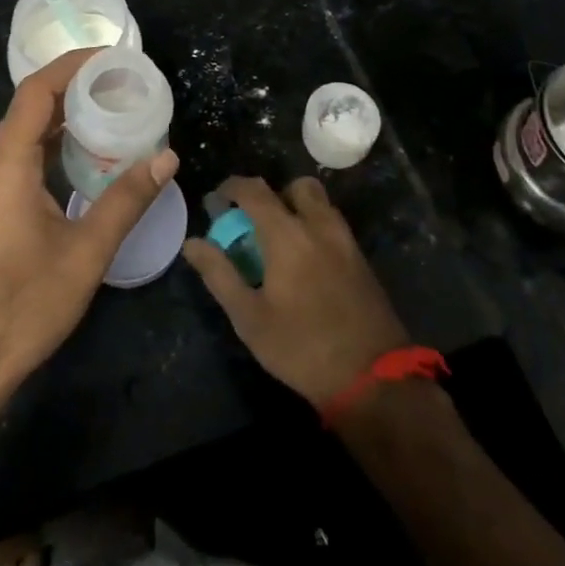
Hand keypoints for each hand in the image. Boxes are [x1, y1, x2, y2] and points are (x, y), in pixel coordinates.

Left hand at [0, 49, 179, 409]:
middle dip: (73, 88)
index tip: (112, 57)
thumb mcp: (86, 253)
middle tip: (121, 85)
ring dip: (61, 117)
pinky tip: (79, 155)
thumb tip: (167, 158)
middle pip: (27, 107)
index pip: (36, 92)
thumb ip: (126, 199)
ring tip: (108, 111)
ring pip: (20, 132)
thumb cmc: (24, 307)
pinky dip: (47, 144)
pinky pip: (14, 155)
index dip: (72, 65)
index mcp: (2, 164)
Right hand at [182, 176, 410, 406]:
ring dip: (298, 209)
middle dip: (273, 194)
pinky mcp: (362, 260)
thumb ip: (220, 274)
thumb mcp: (249, 318)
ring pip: (320, 204)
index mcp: (287, 234)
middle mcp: (318, 226)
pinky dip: (316, 228)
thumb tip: (192, 243)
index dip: (233, 187)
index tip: (218, 199)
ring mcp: (345, 241)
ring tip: (282, 242)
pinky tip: (307, 263)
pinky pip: (334, 226)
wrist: (372, 378)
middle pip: (295, 187)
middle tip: (256, 222)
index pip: (255, 191)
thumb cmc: (301, 347)